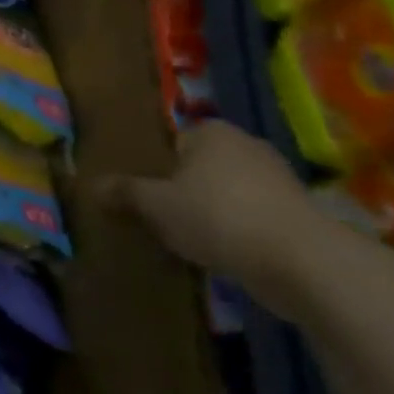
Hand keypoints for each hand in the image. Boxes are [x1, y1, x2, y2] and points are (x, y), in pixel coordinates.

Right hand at [102, 120, 326, 318]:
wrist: (301, 261)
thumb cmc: (217, 216)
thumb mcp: (155, 205)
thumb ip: (124, 192)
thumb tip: (92, 185)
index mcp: (212, 132)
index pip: (174, 142)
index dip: (156, 168)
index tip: (145, 194)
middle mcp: (247, 145)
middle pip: (201, 167)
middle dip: (184, 189)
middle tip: (161, 217)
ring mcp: (279, 179)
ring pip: (228, 192)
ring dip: (212, 212)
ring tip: (190, 239)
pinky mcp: (298, 213)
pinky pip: (252, 215)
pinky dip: (238, 230)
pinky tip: (222, 252)